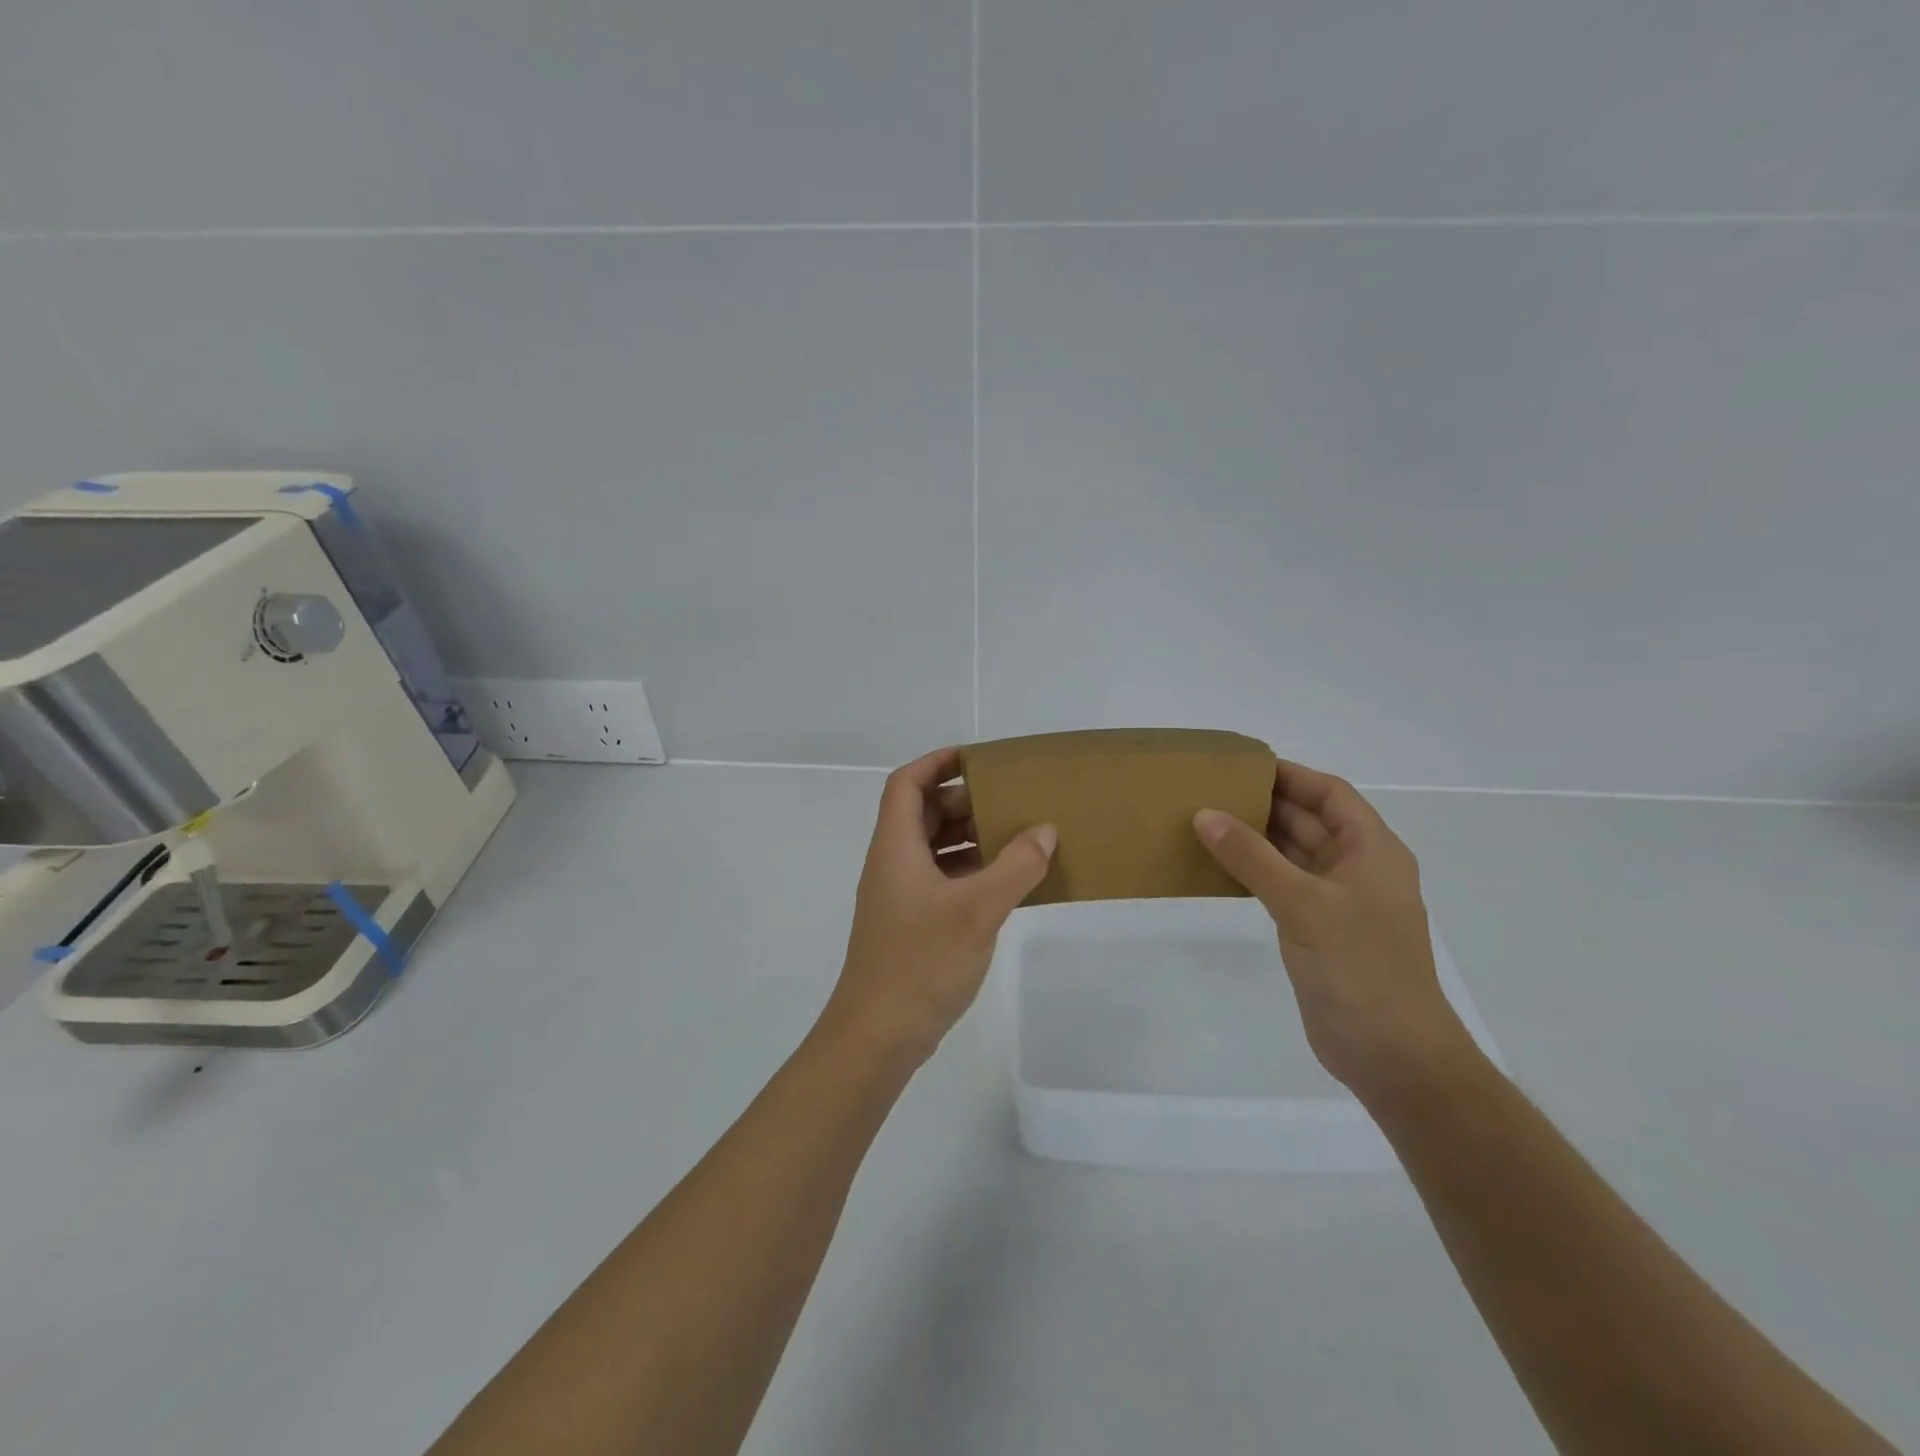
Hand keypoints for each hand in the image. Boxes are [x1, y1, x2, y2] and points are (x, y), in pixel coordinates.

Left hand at [823, 747, 1056, 1065]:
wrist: (878, 1035)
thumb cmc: (920, 962)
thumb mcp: (977, 910)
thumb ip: (1016, 868)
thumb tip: (1045, 832)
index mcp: (895, 847)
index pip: (907, 783)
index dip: (937, 762)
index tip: (978, 758)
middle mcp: (893, 864)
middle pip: (923, 814)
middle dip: (964, 801)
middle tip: (1011, 802)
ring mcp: (901, 896)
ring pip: (934, 848)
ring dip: (970, 838)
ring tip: (1017, 838)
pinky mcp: (912, 924)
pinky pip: (943, 880)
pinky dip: (971, 872)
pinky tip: (1006, 884)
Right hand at [1194, 760, 1471, 1099]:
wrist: (1391, 1054)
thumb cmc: (1360, 968)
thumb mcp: (1303, 903)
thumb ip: (1252, 857)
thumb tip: (1204, 814)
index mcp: (1372, 851)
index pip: (1331, 794)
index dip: (1291, 775)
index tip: (1242, 765)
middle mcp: (1358, 869)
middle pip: (1310, 820)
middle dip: (1266, 804)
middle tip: (1211, 791)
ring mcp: (1339, 902)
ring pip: (1294, 854)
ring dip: (1257, 838)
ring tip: (1206, 822)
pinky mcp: (1319, 930)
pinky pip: (1283, 885)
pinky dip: (1255, 871)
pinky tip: (1220, 868)